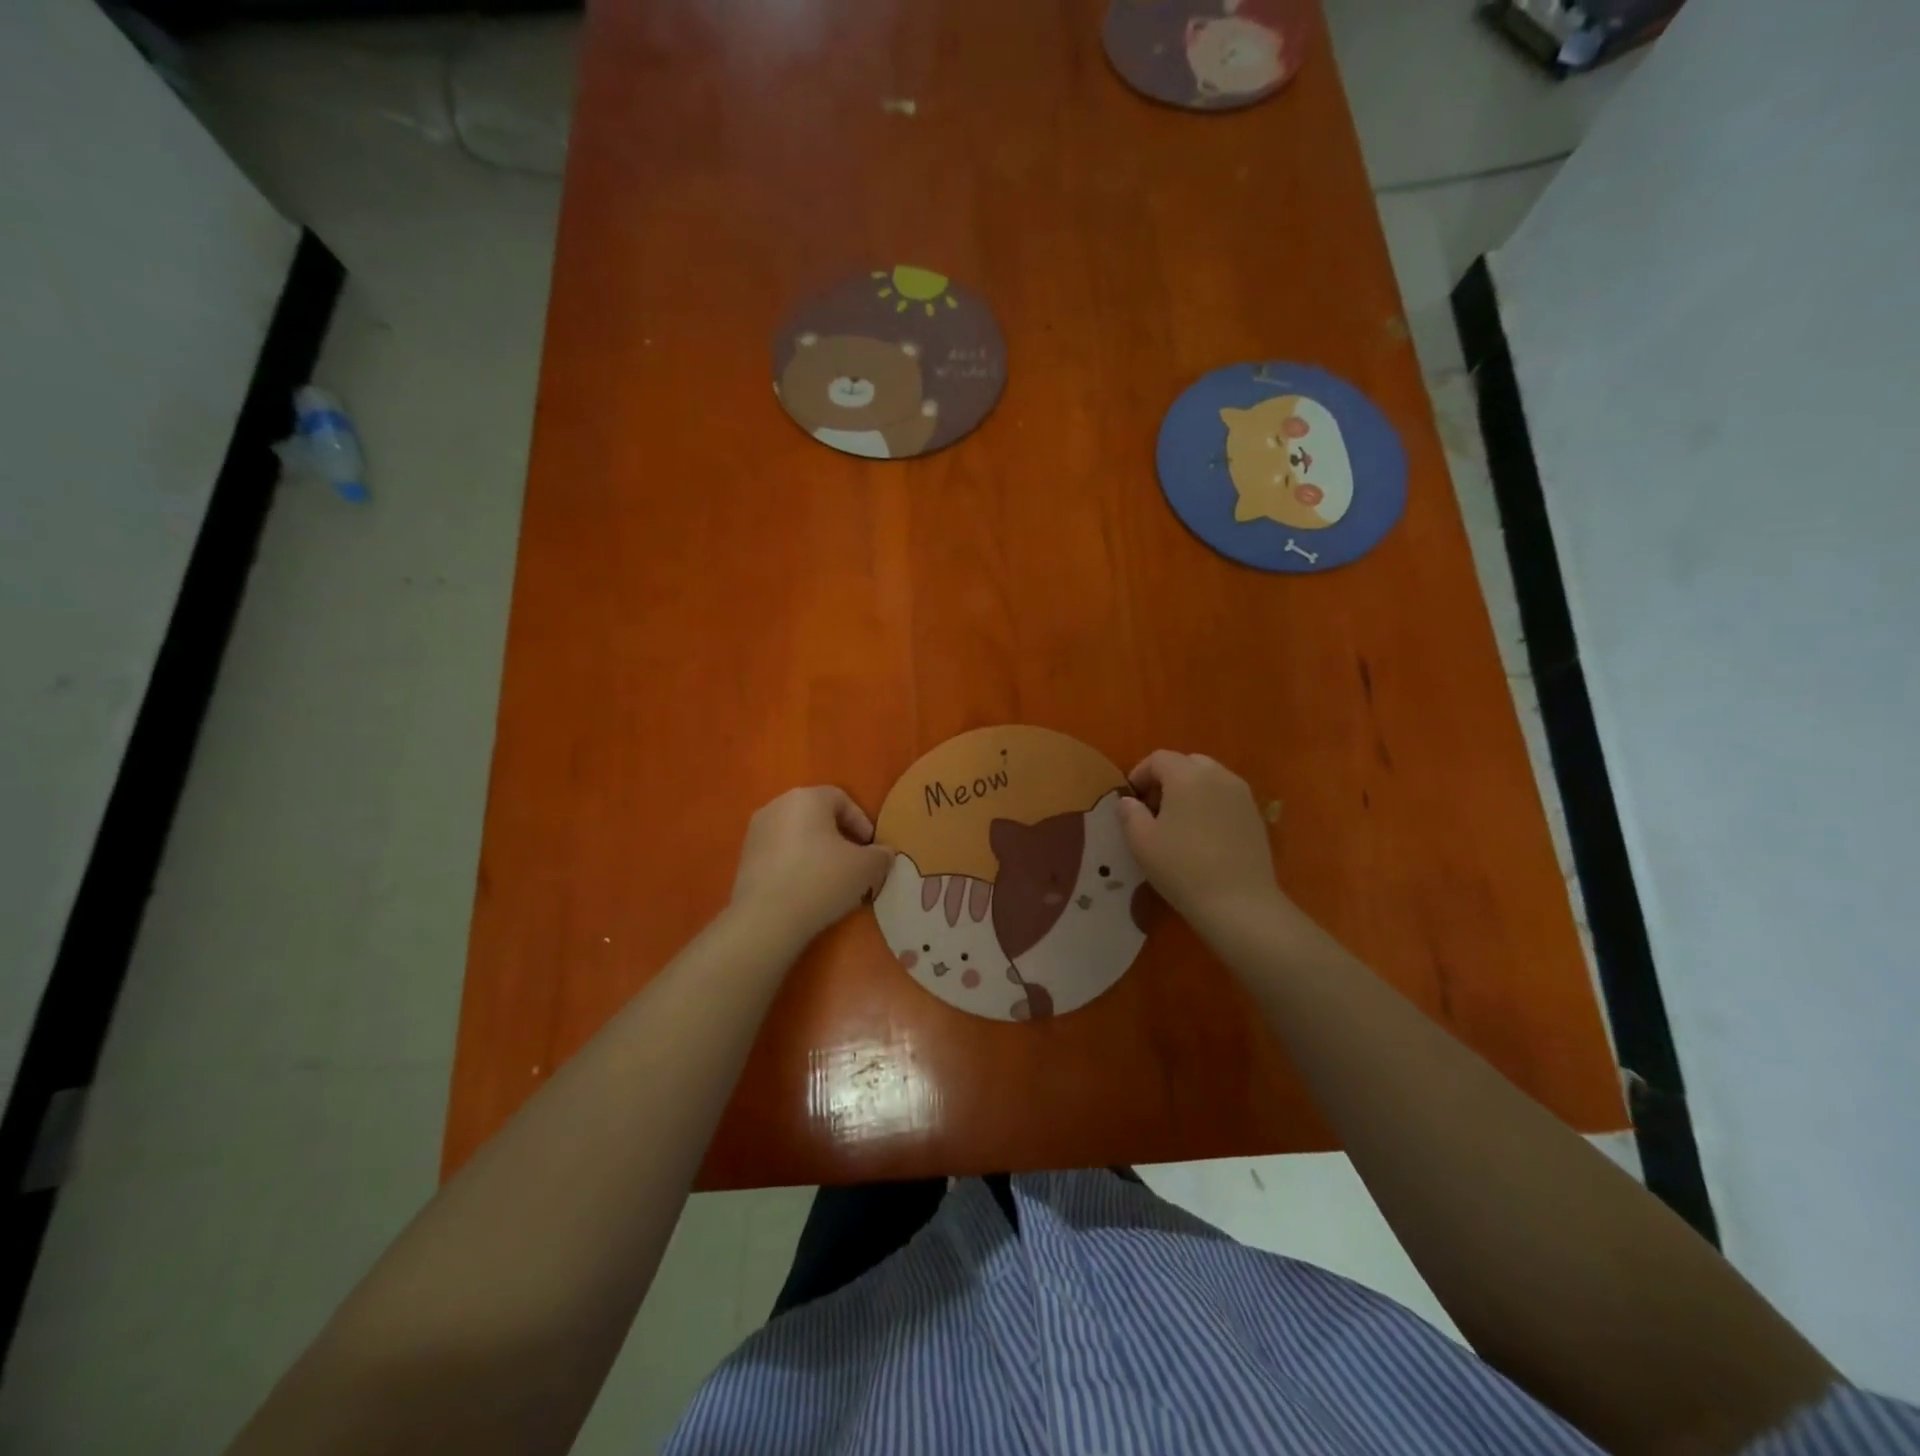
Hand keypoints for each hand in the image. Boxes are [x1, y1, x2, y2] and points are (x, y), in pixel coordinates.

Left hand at [729, 787, 893, 943]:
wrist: (766, 919)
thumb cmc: (821, 880)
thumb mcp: (865, 868)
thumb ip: (880, 855)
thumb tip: (883, 853)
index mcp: (807, 798)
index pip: (842, 798)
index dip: (862, 822)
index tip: (871, 849)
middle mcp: (777, 806)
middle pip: (817, 815)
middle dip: (839, 836)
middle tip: (855, 862)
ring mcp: (756, 832)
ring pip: (797, 834)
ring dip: (816, 851)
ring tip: (832, 879)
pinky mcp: (744, 858)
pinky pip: (780, 854)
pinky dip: (796, 865)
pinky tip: (806, 890)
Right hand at [1117, 751, 1285, 930]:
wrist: (1239, 902)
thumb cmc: (1182, 868)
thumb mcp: (1142, 841)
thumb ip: (1130, 814)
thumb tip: (1128, 801)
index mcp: (1187, 776)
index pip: (1159, 758)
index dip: (1140, 773)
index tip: (1130, 799)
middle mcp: (1218, 776)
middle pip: (1188, 763)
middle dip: (1167, 778)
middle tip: (1154, 808)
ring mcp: (1242, 795)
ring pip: (1210, 778)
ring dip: (1190, 790)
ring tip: (1178, 822)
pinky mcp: (1256, 816)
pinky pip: (1226, 797)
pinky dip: (1210, 804)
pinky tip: (1202, 835)